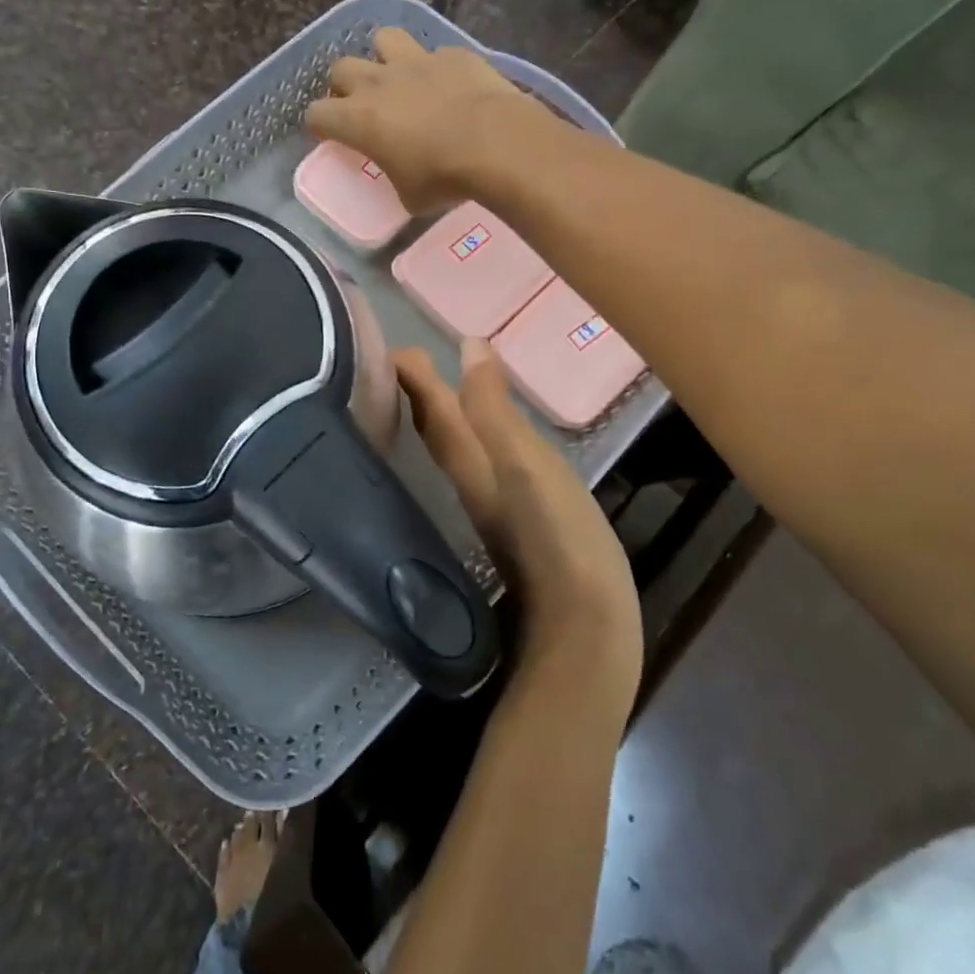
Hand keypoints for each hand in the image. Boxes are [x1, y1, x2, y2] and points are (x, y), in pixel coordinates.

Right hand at [306, 28, 550, 212]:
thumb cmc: (443, 177)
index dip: (320, 126)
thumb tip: (404, 179)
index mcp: (357, 119)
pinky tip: (449, 85)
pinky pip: (434, 52)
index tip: (331, 136)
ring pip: (383, 39)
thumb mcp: (409, 196)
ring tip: (398, 78)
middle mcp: (378, 82)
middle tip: (360, 105)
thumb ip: (396, 178)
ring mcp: (416, 61)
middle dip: (344, 85)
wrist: (496, 142)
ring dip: (384, 57)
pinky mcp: (453, 54)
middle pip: (340, 68)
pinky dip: (436, 68)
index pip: (316, 114)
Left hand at [395, 340, 642, 697]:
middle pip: (434, 429)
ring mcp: (487, 506)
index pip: (429, 409)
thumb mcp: (527, 462)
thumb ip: (494, 409)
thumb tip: (467, 347)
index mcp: (467, 462)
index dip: (410, 376)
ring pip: (451, 450)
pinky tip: (487, 443)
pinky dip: (472, 444)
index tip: (390, 345)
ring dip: (441, 417)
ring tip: (440, 390)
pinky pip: (477, 468)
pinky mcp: (510, 525)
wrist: (584, 628)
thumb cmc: (558, 535)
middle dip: (419, 394)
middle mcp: (467, 481)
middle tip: (408, 362)